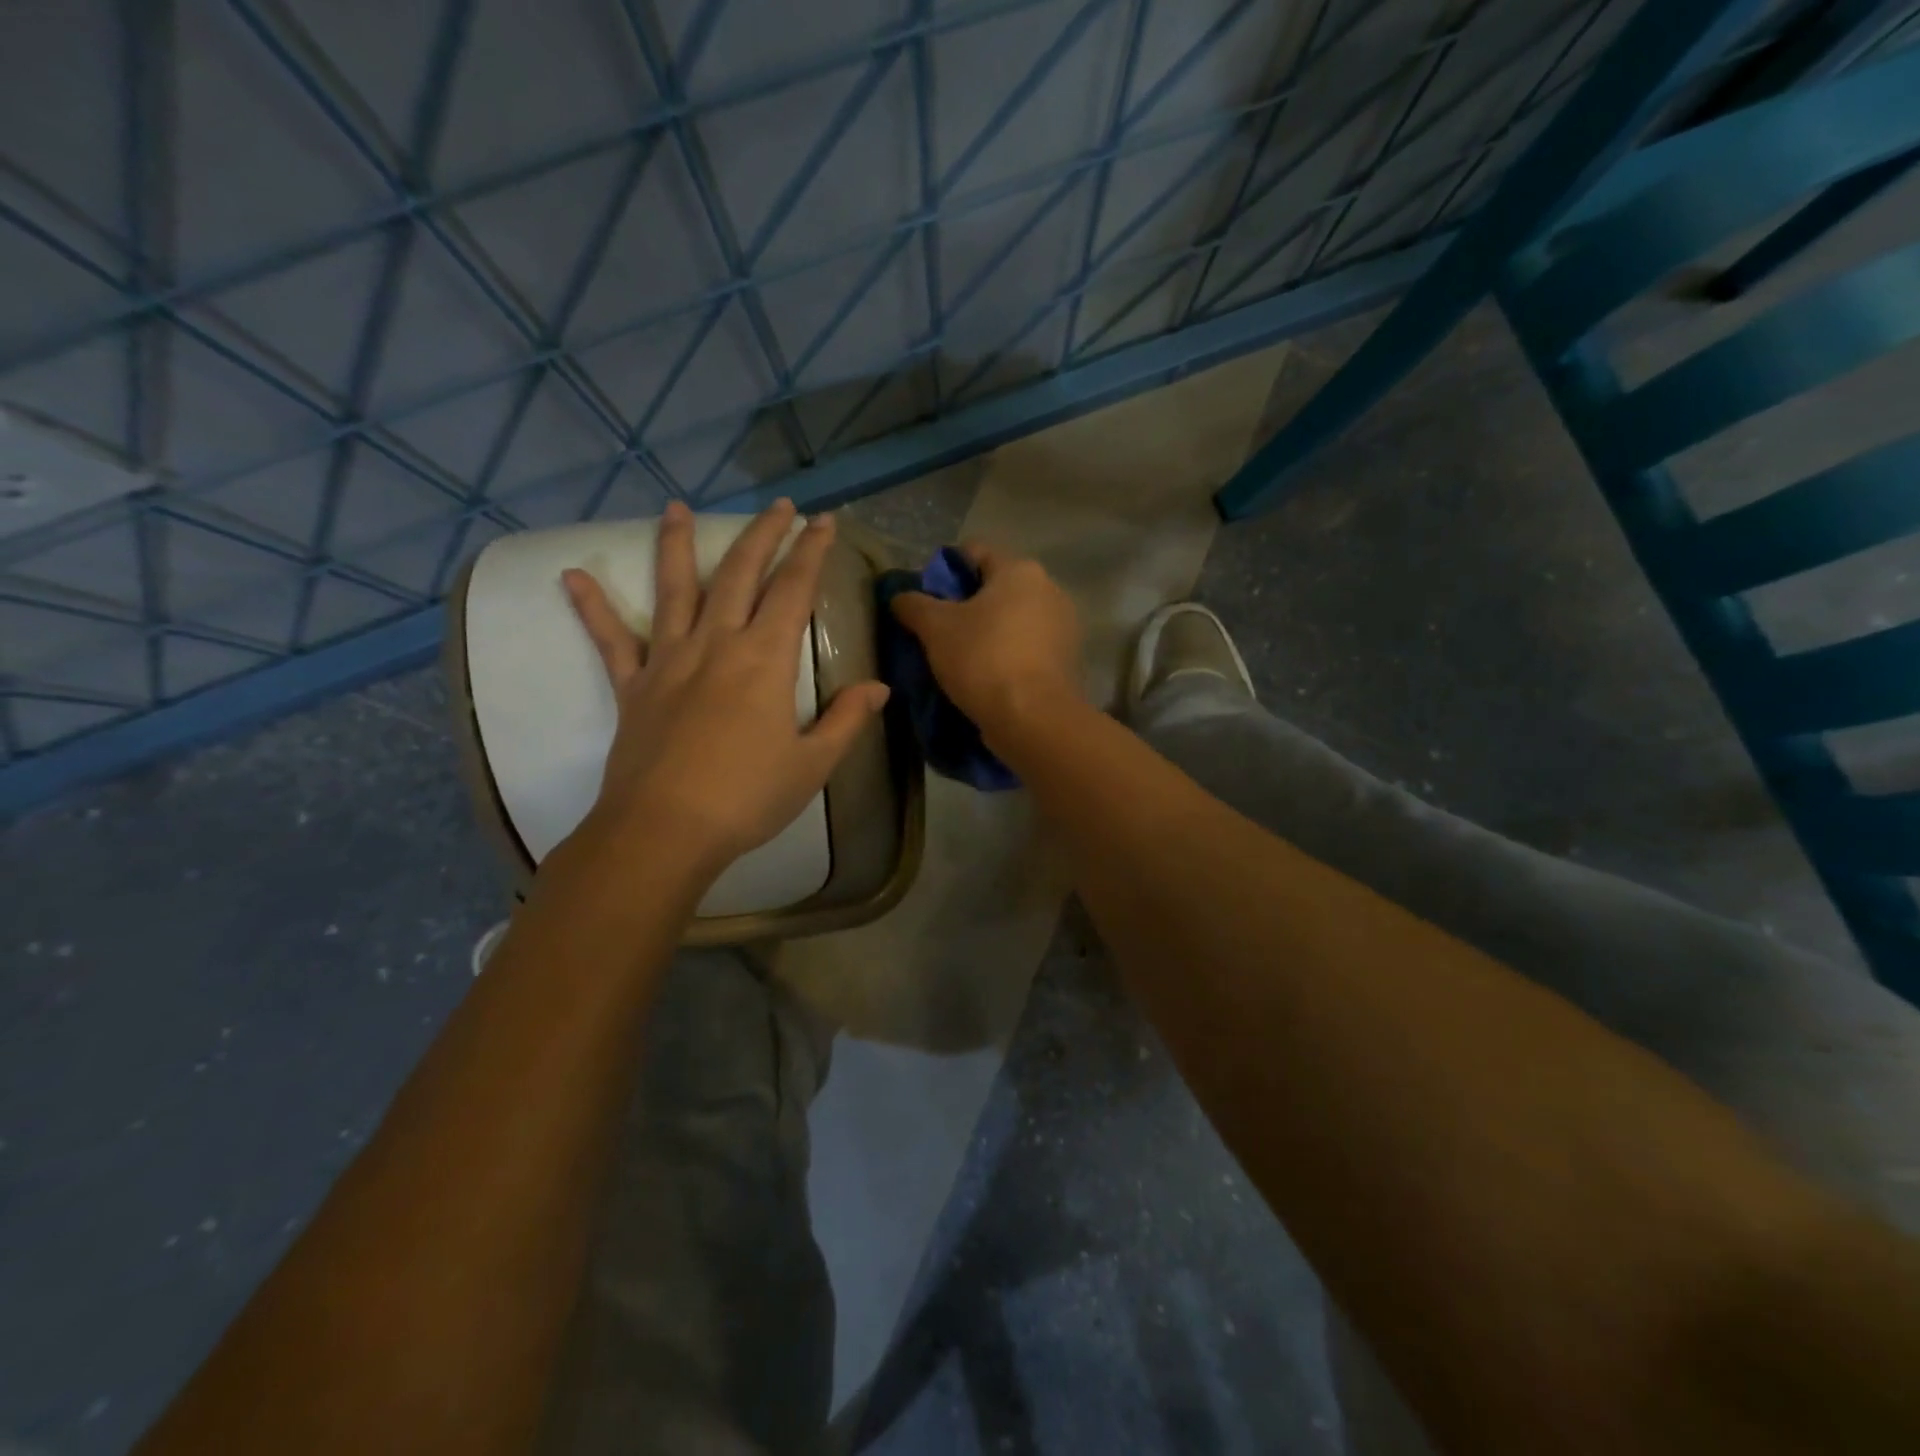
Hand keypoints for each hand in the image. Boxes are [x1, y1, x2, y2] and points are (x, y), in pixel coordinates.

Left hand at [562, 499, 889, 876]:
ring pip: (675, 590)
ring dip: (677, 546)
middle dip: (762, 535)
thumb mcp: (812, 764)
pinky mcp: (632, 686)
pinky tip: (571, 576)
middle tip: (777, 505)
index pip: (794, 590)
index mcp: (765, 660)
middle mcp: (716, 645)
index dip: (812, 552)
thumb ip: (845, 720)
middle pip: (740, 574)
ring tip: (676, 508)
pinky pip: (611, 640)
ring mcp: (668, 661)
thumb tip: (878, 688)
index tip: (823, 522)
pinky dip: (593, 608)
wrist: (665, 831)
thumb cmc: (747, 798)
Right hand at [889, 543, 1082, 741]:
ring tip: (960, 657)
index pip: (974, 552)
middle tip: (938, 630)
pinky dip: (1008, 654)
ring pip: (1014, 620)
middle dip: (967, 605)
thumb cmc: (983, 659)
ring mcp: (1064, 627)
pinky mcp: (1068, 660)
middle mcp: (1049, 589)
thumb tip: (899, 596)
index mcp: (1020, 570)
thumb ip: (913, 604)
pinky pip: (1028, 647)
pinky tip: (988, 675)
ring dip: (989, 632)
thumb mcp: (935, 628)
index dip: (944, 570)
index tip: (925, 597)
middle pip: (997, 587)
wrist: (1034, 719)